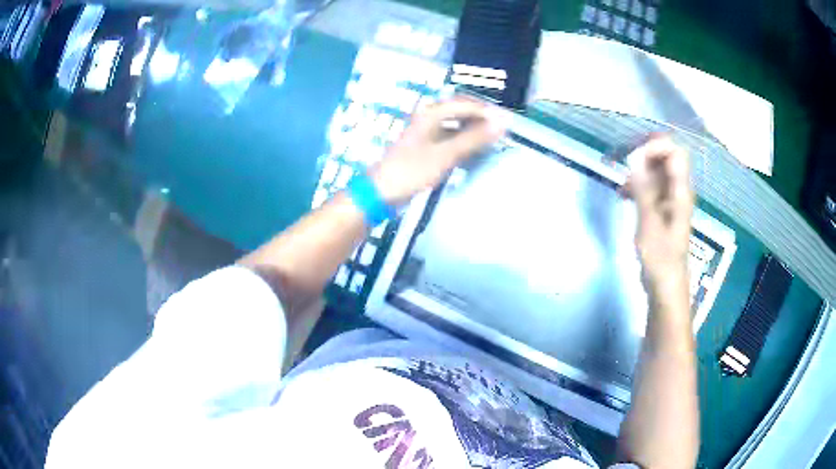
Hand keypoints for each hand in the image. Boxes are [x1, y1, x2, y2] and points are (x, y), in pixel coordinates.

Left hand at [369, 98, 505, 205]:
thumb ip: (474, 138)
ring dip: (474, 132)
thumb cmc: (412, 170)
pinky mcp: (426, 147)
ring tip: (493, 142)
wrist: (381, 192)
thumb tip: (502, 123)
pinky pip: (451, 139)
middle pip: (462, 112)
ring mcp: (427, 132)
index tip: (508, 124)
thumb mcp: (446, 154)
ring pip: (457, 125)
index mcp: (432, 113)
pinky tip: (474, 153)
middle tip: (502, 132)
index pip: (467, 104)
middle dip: (482, 119)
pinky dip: (464, 144)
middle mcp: (429, 117)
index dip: (488, 112)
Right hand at [622, 137, 694, 292]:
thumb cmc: (660, 259)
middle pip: (665, 157)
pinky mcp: (661, 209)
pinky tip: (623, 195)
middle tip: (623, 164)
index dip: (655, 146)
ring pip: (656, 171)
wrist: (665, 286)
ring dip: (638, 171)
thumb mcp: (649, 224)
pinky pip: (650, 186)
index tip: (634, 156)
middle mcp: (678, 191)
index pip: (675, 152)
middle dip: (644, 154)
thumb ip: (644, 190)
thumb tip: (635, 158)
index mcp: (680, 192)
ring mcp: (670, 200)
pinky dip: (637, 185)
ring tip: (621, 186)